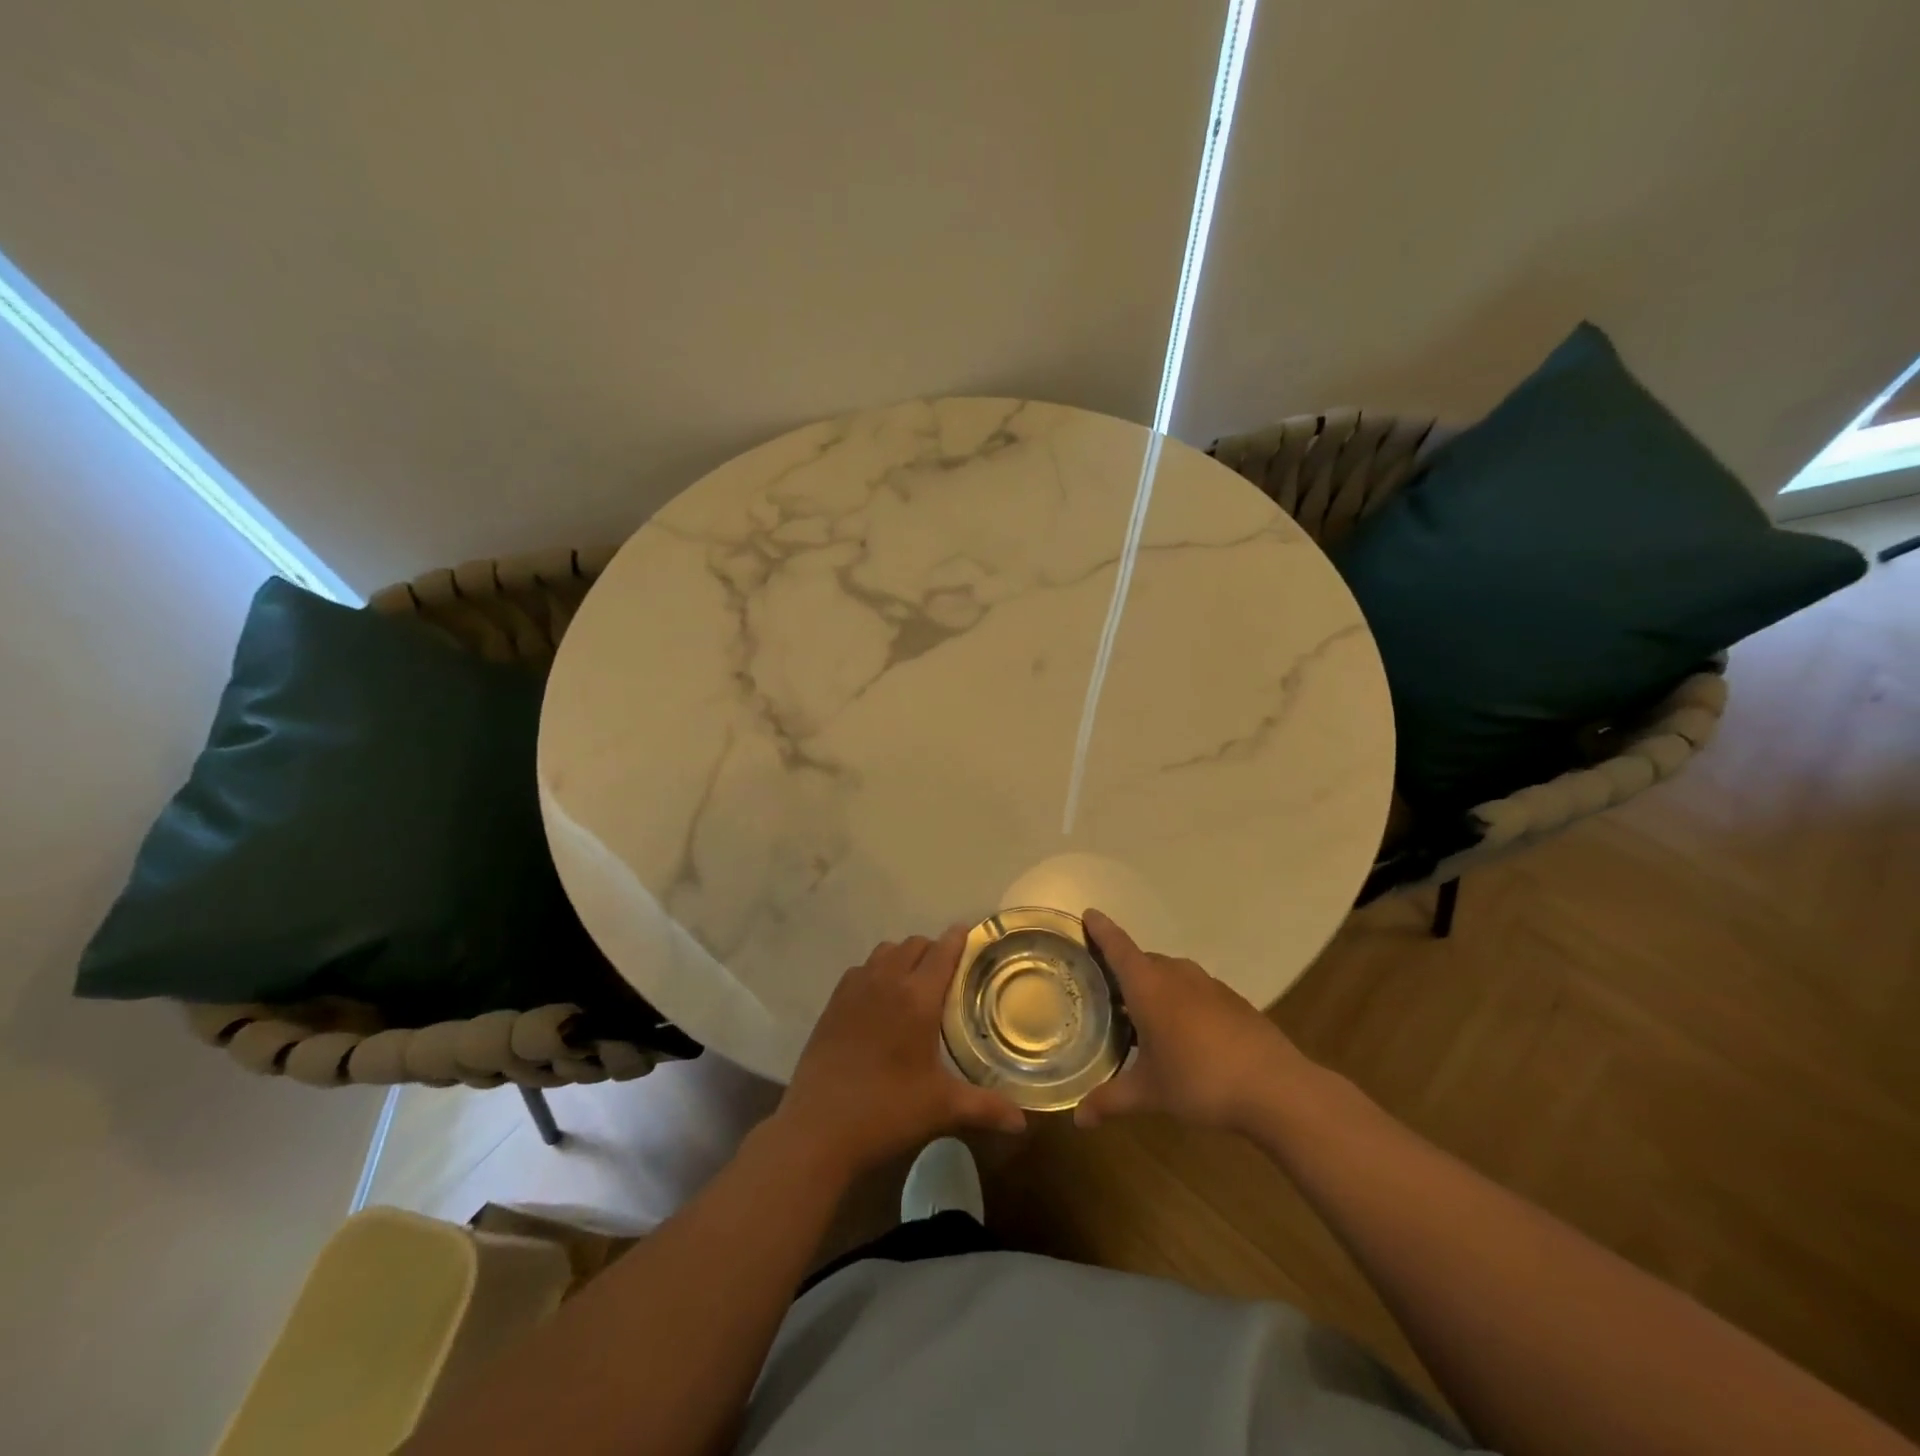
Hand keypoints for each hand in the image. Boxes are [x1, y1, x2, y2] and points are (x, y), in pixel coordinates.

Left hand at [773, 926, 1026, 1178]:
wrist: (818, 1128)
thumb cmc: (887, 1112)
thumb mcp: (941, 1108)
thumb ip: (986, 1108)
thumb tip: (1023, 1122)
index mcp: (917, 998)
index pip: (942, 951)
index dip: (958, 938)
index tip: (970, 933)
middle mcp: (886, 981)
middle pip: (914, 944)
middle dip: (933, 949)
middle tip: (947, 972)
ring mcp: (854, 989)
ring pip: (884, 952)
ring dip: (902, 957)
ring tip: (913, 982)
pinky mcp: (832, 1003)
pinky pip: (860, 970)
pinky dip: (875, 972)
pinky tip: (879, 1000)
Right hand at [1076, 908, 1314, 1134]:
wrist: (1276, 1088)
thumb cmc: (1200, 1080)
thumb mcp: (1149, 1093)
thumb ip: (1110, 1100)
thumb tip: (1078, 1119)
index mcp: (1149, 985)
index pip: (1117, 946)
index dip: (1101, 929)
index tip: (1088, 913)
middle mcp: (1176, 974)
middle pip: (1142, 961)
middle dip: (1123, 970)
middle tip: (1103, 990)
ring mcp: (1208, 985)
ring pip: (1170, 975)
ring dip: (1153, 987)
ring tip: (1139, 1016)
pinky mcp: (1232, 1000)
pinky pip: (1194, 990)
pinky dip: (1179, 1001)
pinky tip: (1182, 1034)